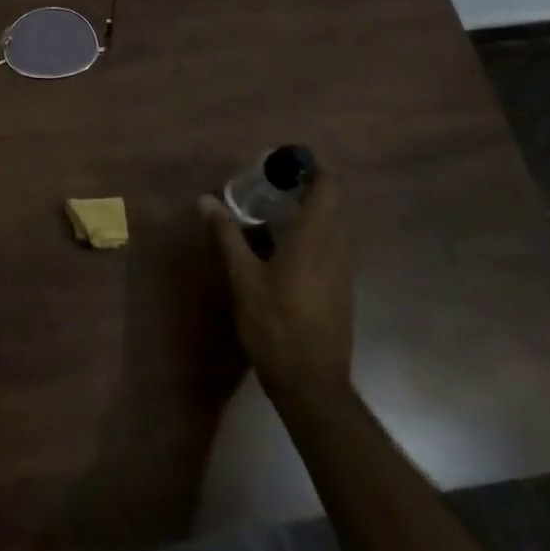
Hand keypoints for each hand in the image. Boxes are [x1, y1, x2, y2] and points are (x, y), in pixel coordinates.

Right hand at [202, 171, 357, 404]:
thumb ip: (227, 235)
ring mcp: (343, 270)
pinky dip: (313, 235)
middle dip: (305, 188)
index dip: (309, 169)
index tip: (279, 167)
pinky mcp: (342, 288)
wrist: (311, 384)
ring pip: (334, 225)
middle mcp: (337, 247)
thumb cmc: (275, 325)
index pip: (329, 185)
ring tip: (272, 215)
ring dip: (310, 212)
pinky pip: (332, 246)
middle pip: (333, 202)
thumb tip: (206, 200)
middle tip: (268, 189)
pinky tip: (283, 249)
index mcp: (316, 237)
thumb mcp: (243, 278)